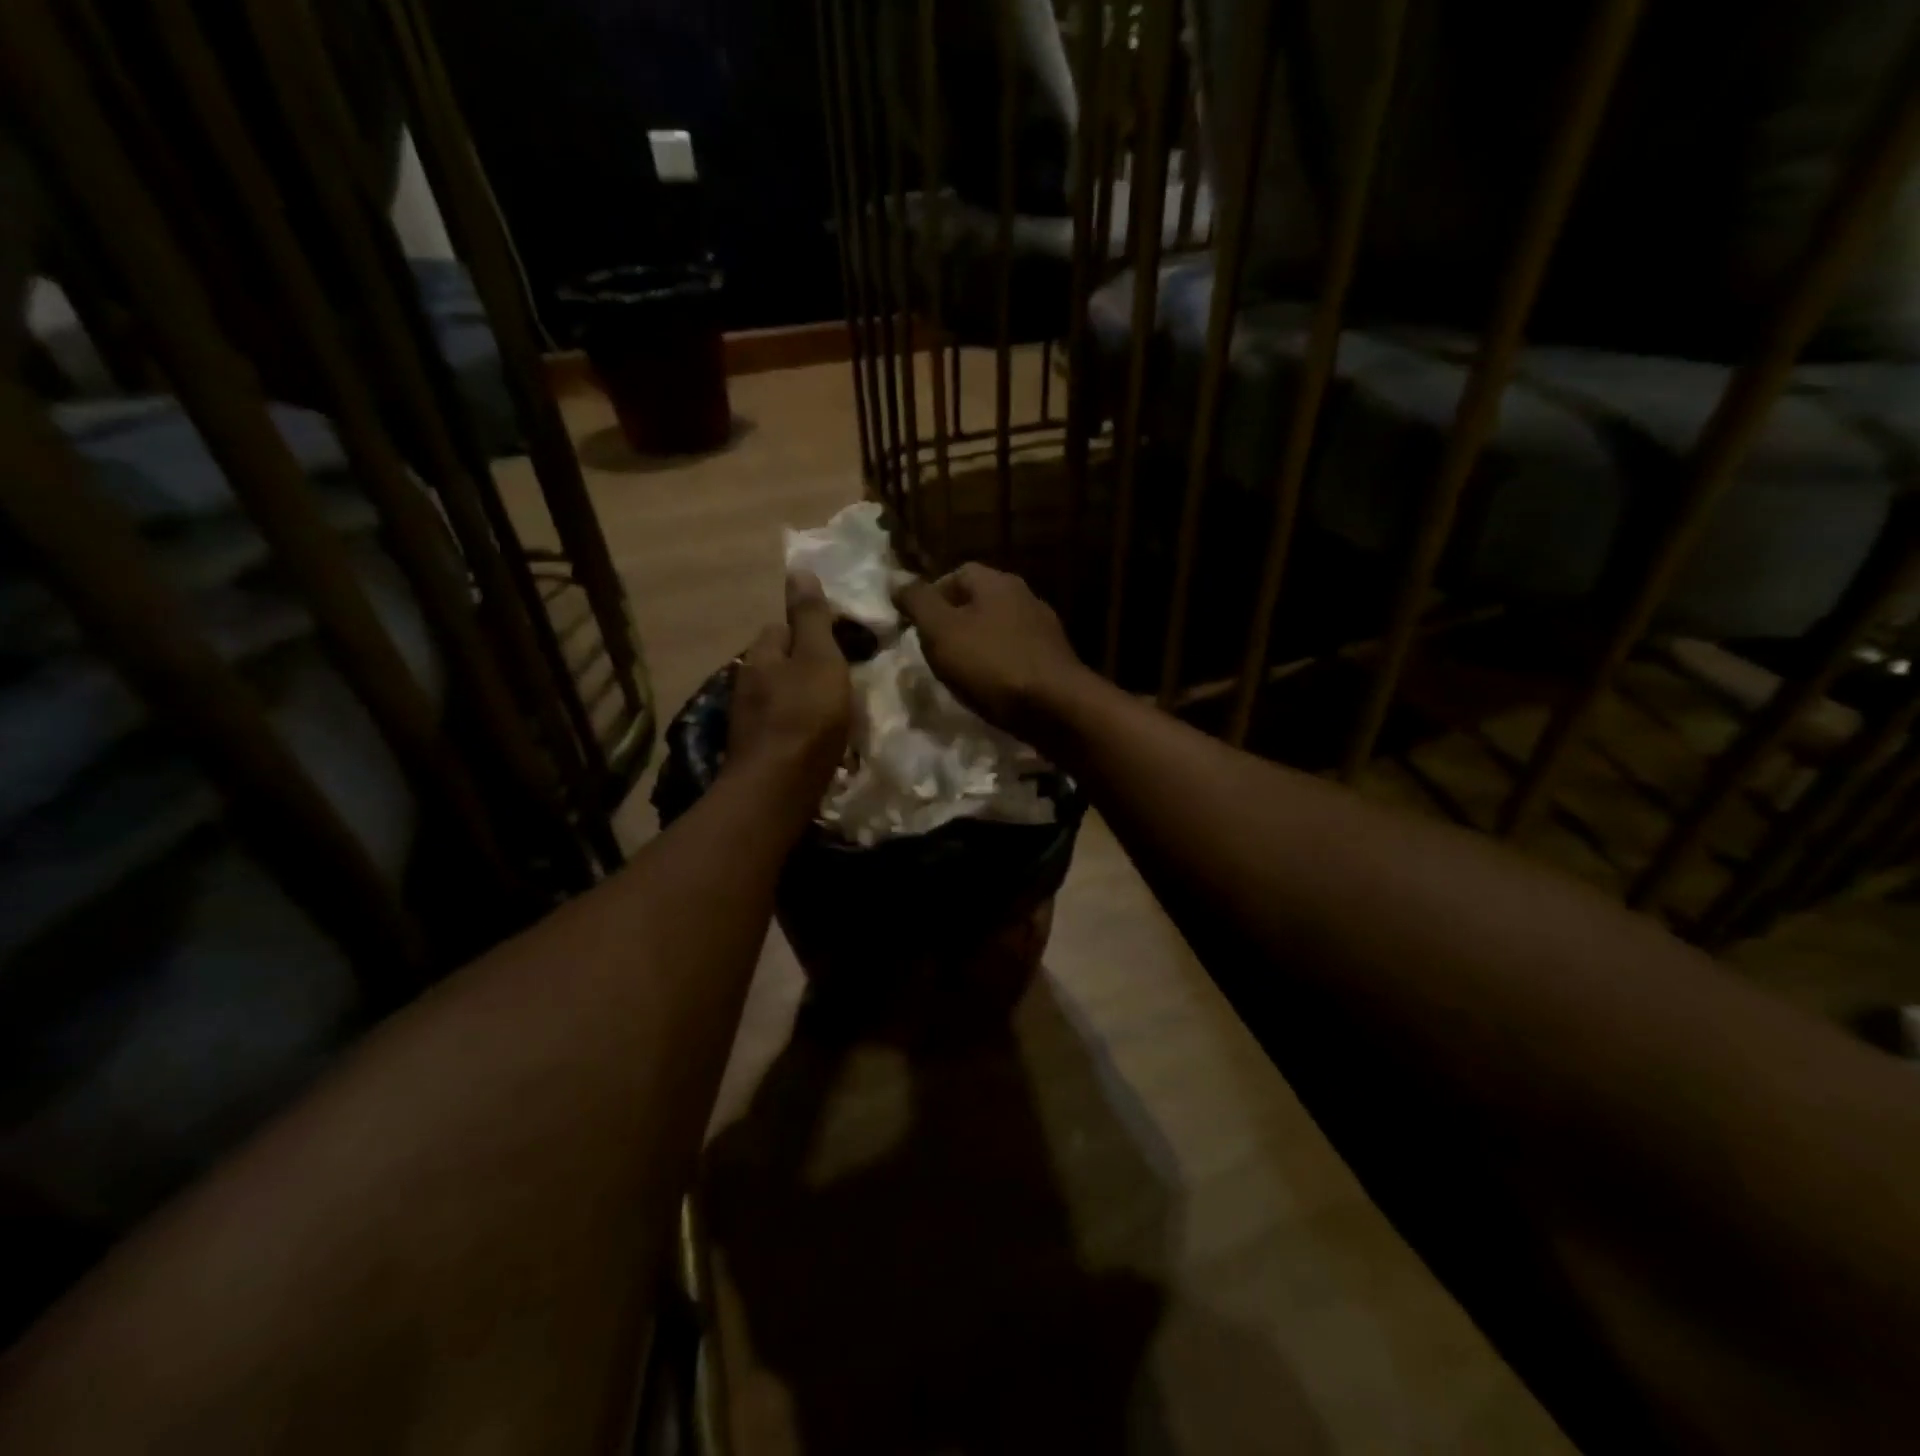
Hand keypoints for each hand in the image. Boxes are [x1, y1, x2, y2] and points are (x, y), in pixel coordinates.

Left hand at [727, 571, 851, 805]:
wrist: (779, 788)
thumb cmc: (805, 716)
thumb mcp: (818, 657)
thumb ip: (810, 617)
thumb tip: (797, 568)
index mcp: (760, 656)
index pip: (779, 627)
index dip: (807, 629)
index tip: (837, 641)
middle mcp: (746, 684)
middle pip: (778, 664)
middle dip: (804, 666)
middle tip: (840, 677)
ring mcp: (748, 721)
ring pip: (780, 696)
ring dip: (802, 698)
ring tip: (834, 709)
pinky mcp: (758, 752)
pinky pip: (782, 727)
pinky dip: (799, 727)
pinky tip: (819, 739)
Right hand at [892, 563, 1090, 739]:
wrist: (1056, 707)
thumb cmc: (991, 664)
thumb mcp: (941, 631)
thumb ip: (917, 602)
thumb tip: (896, 580)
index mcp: (997, 582)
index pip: (957, 574)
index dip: (932, 596)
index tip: (916, 626)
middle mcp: (1025, 596)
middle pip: (979, 601)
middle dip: (953, 623)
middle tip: (934, 652)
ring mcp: (1044, 628)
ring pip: (998, 629)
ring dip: (977, 646)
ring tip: (959, 673)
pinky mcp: (1054, 659)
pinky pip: (1016, 654)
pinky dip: (999, 666)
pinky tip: (990, 688)